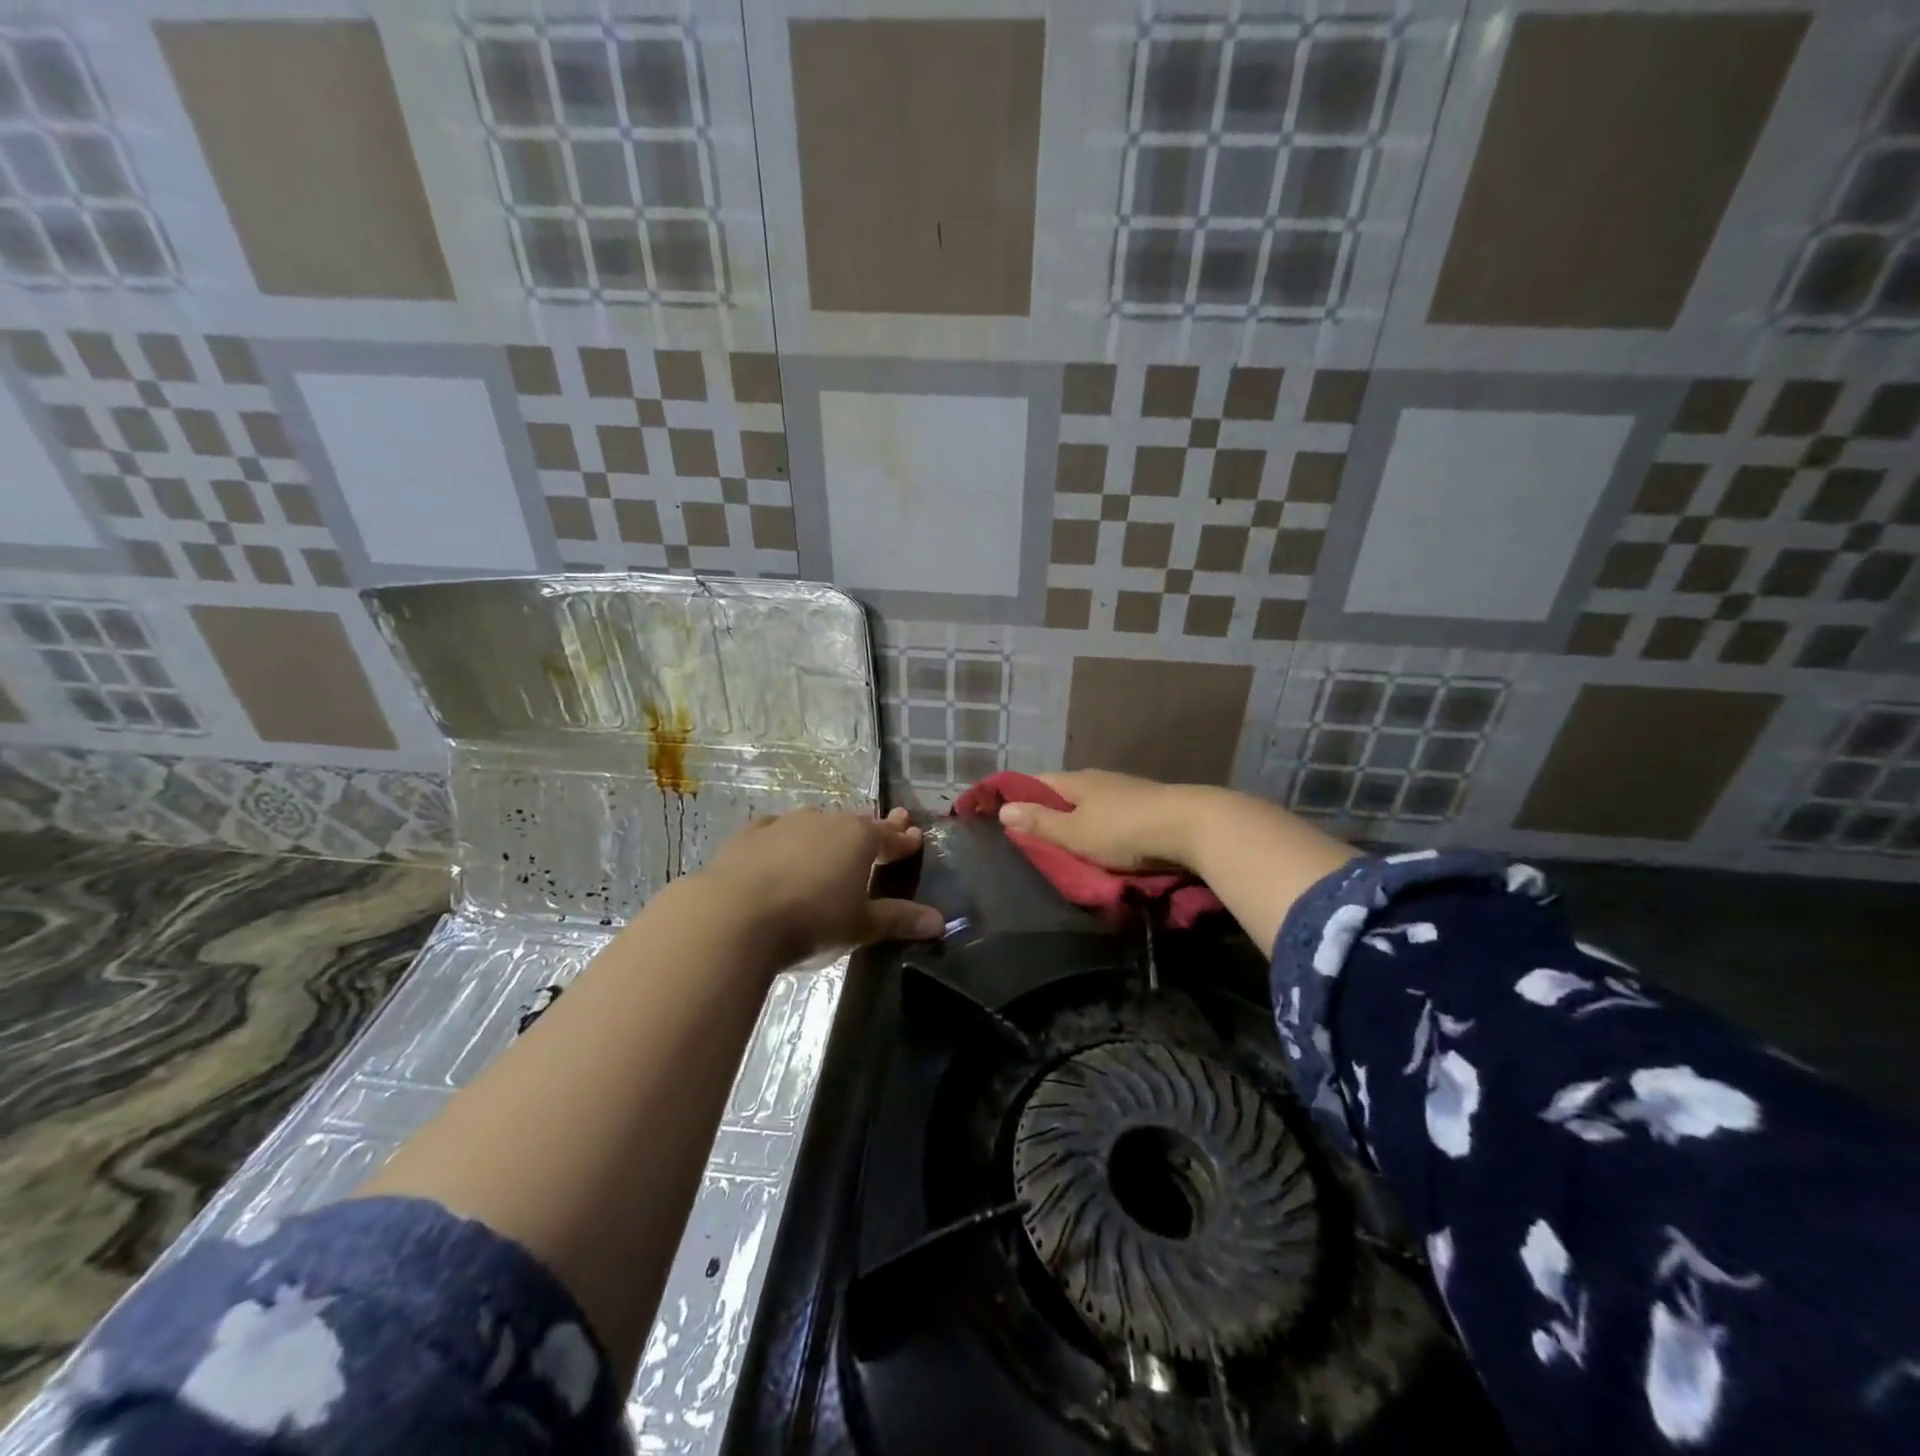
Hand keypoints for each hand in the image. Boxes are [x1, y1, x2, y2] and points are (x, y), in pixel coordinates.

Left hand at [701, 806, 944, 965]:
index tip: (915, 836)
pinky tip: (782, 844)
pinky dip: (787, 838)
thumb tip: (939, 922)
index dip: (904, 840)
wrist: (733, 916)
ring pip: (816, 822)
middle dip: (872, 828)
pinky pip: (777, 830)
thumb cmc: (810, 920)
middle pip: (856, 823)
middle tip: (884, 828)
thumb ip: (898, 919)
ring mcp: (785, 824)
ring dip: (829, 830)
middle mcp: (825, 821)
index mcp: (859, 839)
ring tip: (833, 838)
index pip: (890, 836)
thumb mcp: (861, 926)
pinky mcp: (749, 835)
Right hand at [995, 770, 1210, 872]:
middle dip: (1048, 812)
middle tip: (1034, 840)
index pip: (1036, 782)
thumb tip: (1002, 810)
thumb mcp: (1075, 834)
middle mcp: (1099, 780)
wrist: (1192, 826)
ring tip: (1068, 846)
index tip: (1003, 816)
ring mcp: (1126, 791)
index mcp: (1076, 782)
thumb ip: (1040, 824)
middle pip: (1064, 793)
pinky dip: (1102, 828)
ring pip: (1091, 804)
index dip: (1017, 796)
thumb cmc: (1125, 830)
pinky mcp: (1148, 807)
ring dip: (1078, 821)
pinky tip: (1105, 843)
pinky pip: (1114, 815)